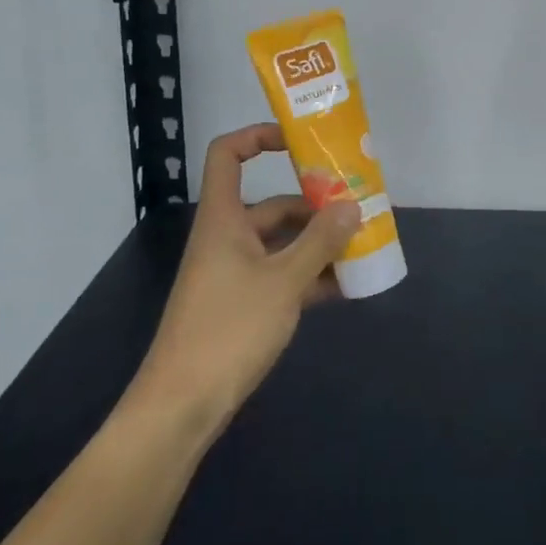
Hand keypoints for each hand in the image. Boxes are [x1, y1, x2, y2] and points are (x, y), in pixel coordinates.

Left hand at [131, 123, 361, 430]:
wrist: (183, 407)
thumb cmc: (229, 329)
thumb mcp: (283, 281)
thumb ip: (320, 242)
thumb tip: (352, 206)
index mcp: (224, 219)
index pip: (228, 155)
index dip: (258, 137)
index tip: (299, 141)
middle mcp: (228, 238)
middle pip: (272, 204)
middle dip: (315, 205)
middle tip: (359, 206)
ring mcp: (235, 273)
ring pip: (282, 243)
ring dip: (319, 243)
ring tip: (363, 245)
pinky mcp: (242, 305)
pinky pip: (282, 276)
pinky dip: (310, 276)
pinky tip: (346, 285)